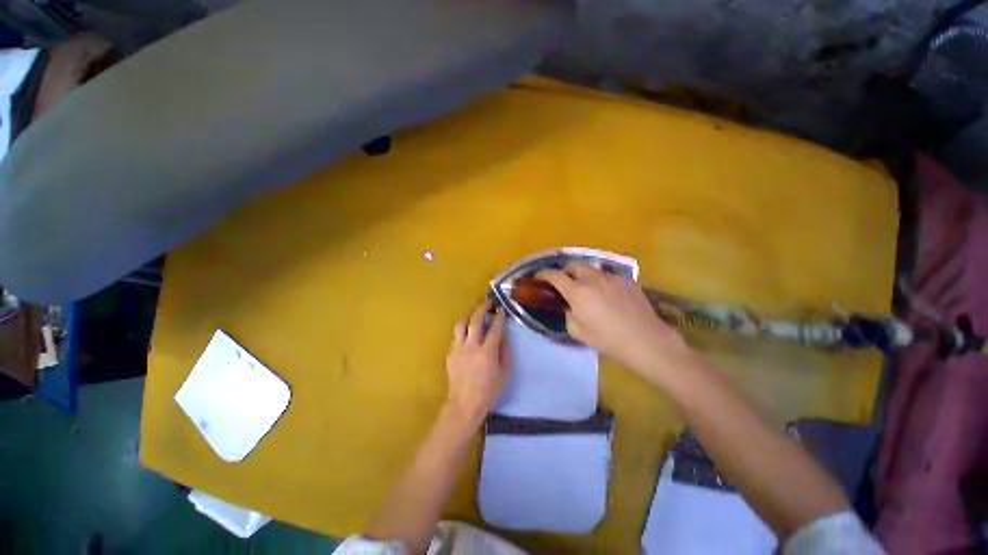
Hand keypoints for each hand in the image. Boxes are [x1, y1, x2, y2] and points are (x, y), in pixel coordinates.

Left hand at [444, 302, 509, 424]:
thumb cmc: (488, 391)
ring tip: (474, 316)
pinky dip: (463, 332)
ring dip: (469, 317)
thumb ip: (505, 352)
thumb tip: (502, 337)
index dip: (499, 316)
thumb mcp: (504, 373)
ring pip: (461, 325)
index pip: (494, 328)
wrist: (464, 404)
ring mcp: (458, 349)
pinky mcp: (450, 354)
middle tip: (487, 303)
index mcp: (487, 351)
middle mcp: (471, 346)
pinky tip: (467, 336)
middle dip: (482, 308)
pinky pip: (456, 337)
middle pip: (475, 320)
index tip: (501, 309)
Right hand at [538, 263, 689, 373]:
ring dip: (583, 274)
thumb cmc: (607, 338)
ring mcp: (611, 277)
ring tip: (587, 286)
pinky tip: (607, 293)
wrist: (644, 339)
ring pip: (591, 268)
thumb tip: (571, 307)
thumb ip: (568, 315)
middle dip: (565, 271)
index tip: (540, 276)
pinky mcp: (626, 279)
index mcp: (578, 292)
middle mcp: (592, 279)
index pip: (555, 276)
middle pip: (573, 265)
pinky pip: (608, 275)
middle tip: (565, 281)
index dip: (544, 274)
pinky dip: (601, 280)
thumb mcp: (577, 332)